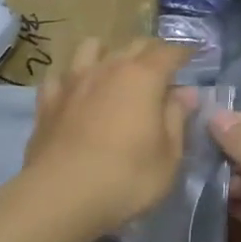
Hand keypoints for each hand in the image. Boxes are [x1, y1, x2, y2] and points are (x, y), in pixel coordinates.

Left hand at [22, 39, 194, 234]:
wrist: (60, 196)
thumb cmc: (126, 178)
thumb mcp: (169, 156)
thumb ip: (177, 119)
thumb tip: (186, 93)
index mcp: (143, 77)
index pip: (169, 52)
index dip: (184, 52)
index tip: (193, 56)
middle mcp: (108, 68)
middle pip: (133, 45)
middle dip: (152, 51)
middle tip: (162, 68)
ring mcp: (73, 81)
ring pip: (91, 47)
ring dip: (108, 53)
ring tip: (114, 71)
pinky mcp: (47, 101)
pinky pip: (60, 76)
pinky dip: (72, 79)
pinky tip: (76, 93)